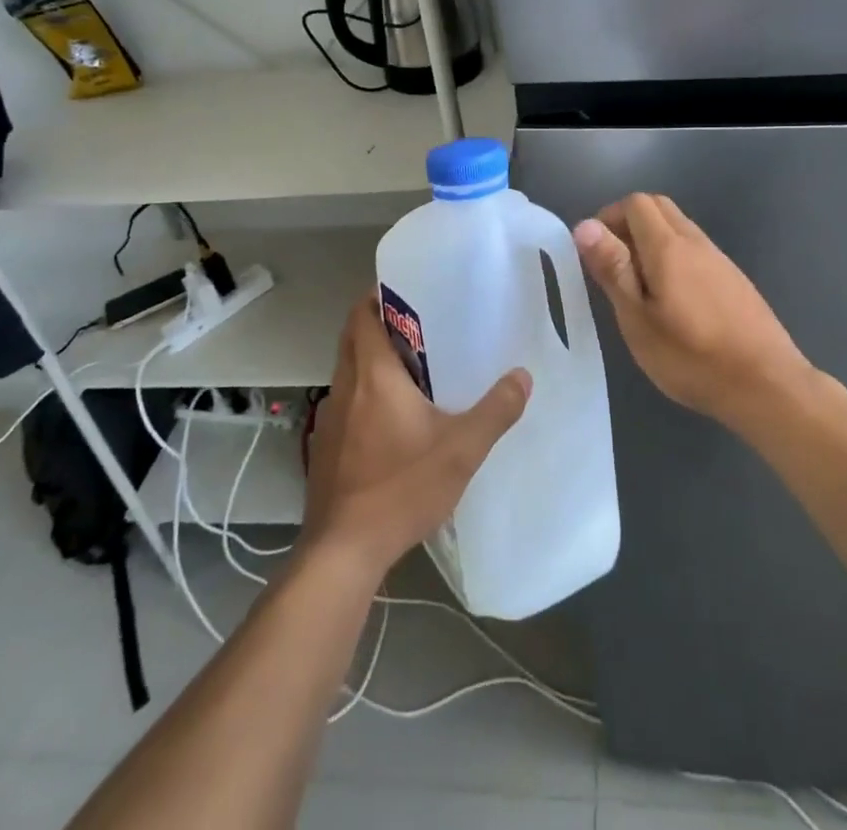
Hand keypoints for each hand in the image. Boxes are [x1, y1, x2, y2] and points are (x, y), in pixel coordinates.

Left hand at [303, 293, 530, 574]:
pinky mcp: (323, 448)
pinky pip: (343, 404)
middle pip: (352, 339)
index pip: (361, 315)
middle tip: (418, 329)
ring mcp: (328, 419)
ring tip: (410, 372)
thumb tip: (523, 376)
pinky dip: (362, 397)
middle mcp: (344, 387)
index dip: (377, 297)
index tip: (406, 294)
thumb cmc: (402, 487)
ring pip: (346, 372)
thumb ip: (496, 410)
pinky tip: (390, 422)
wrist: (343, 551)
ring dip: (369, 363)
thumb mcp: (461, 450)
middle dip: (377, 326)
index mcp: (372, 375)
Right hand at [574, 193, 813, 430]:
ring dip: (651, 240)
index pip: (635, 203)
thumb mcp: (638, 320)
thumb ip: (613, 269)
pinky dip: (673, 256)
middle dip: (628, 223)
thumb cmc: (692, 358)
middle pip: (658, 207)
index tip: (595, 253)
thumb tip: (584, 226)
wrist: (767, 385)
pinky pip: (694, 249)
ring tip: (638, 287)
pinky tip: (671, 299)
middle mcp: (695, 242)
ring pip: (678, 227)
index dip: (608, 218)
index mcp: (668, 247)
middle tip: (613, 265)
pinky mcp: (733, 278)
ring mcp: (719, 259)